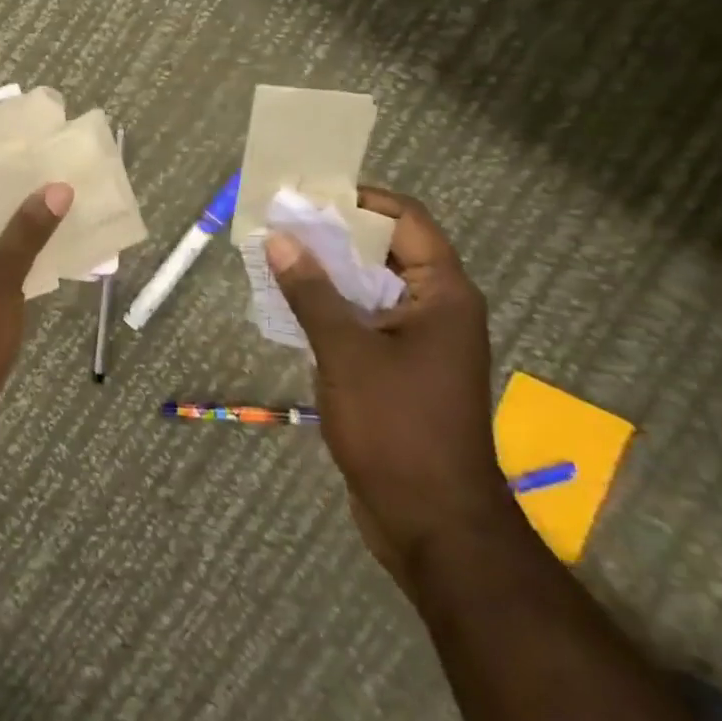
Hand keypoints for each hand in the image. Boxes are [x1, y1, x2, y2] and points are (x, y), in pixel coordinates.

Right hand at [264, 188, 509, 587]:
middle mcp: (438, 308)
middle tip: (283, 225)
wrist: (433, 524)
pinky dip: (332, 309)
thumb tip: (281, 241)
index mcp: (443, 293)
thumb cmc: (398, 428)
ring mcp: (421, 342)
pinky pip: (365, 321)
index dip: (360, 200)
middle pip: (386, 250)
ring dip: (328, 274)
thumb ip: (312, 293)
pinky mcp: (402, 370)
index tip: (311, 195)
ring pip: (371, 288)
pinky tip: (291, 308)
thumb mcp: (347, 352)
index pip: (406, 220)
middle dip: (334, 237)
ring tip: (278, 259)